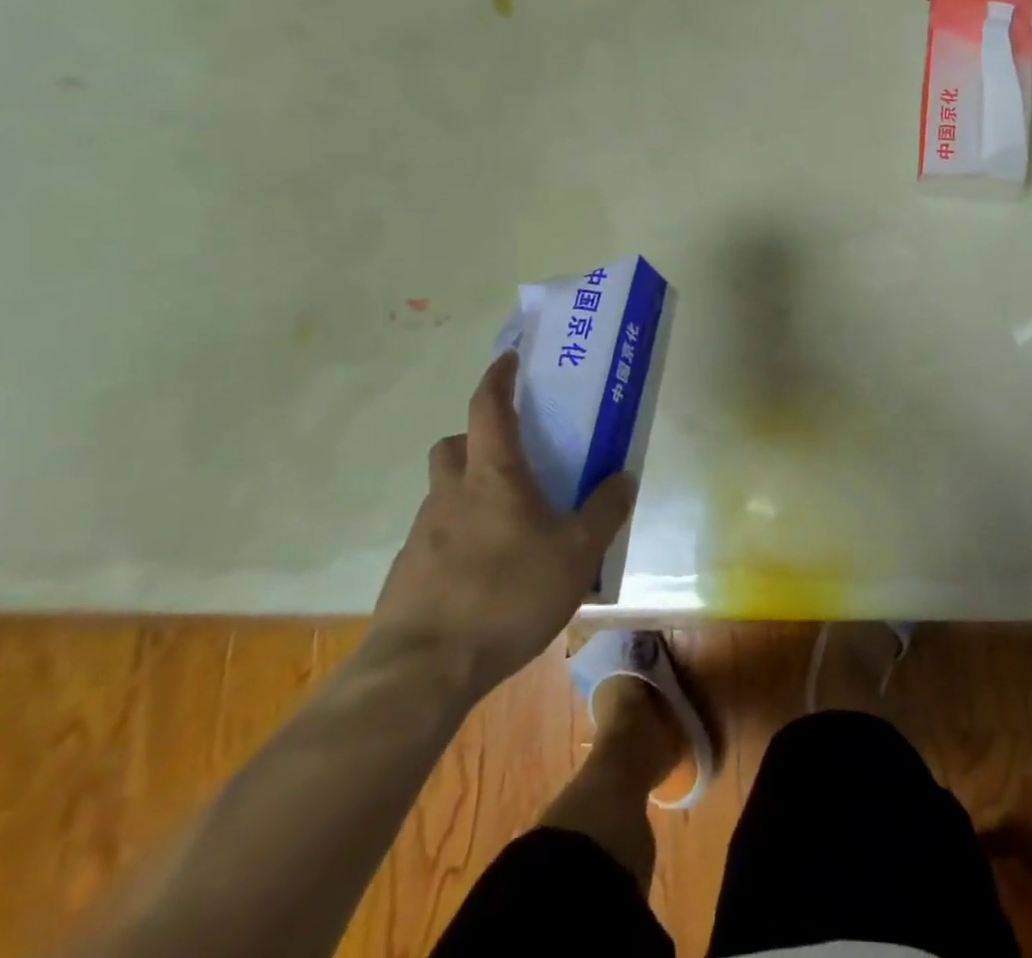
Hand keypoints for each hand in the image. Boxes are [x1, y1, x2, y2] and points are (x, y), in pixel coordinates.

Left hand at [369, 352, 634, 706]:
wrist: (421, 672)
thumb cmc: (506, 595)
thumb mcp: (577, 554)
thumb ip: (604, 512)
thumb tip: (624, 477)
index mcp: (492, 475)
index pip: (488, 407)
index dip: (498, 378)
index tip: (509, 360)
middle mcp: (451, 494)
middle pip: (453, 445)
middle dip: (476, 439)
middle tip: (512, 457)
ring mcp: (423, 535)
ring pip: (443, 492)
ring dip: (469, 492)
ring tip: (508, 526)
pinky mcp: (407, 574)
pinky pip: (437, 537)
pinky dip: (459, 538)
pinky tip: (485, 574)